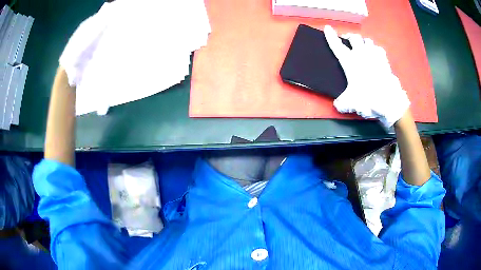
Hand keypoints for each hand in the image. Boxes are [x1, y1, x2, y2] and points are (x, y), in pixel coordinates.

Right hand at [324, 25, 409, 128]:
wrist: (387, 99)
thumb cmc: (366, 98)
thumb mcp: (349, 103)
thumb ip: (341, 103)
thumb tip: (337, 104)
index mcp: (349, 61)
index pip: (336, 45)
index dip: (330, 36)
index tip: (328, 28)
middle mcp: (360, 54)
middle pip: (353, 37)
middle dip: (349, 37)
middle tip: (348, 41)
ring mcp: (373, 54)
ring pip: (367, 40)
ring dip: (363, 42)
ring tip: (362, 47)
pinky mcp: (384, 59)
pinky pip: (378, 48)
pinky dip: (375, 50)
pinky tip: (375, 54)